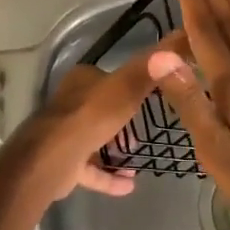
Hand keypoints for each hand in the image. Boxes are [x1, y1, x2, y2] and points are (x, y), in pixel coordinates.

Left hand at [1, 33, 186, 201]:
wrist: (54, 158)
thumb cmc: (91, 116)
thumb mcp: (126, 88)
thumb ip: (148, 69)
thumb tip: (174, 44)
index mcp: (82, 81)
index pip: (107, 78)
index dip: (128, 86)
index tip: (151, 99)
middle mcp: (71, 104)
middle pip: (101, 110)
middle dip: (123, 122)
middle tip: (145, 133)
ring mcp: (65, 134)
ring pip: (95, 139)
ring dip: (116, 150)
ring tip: (138, 157)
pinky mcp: (64, 163)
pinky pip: (91, 169)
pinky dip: (108, 176)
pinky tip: (129, 185)